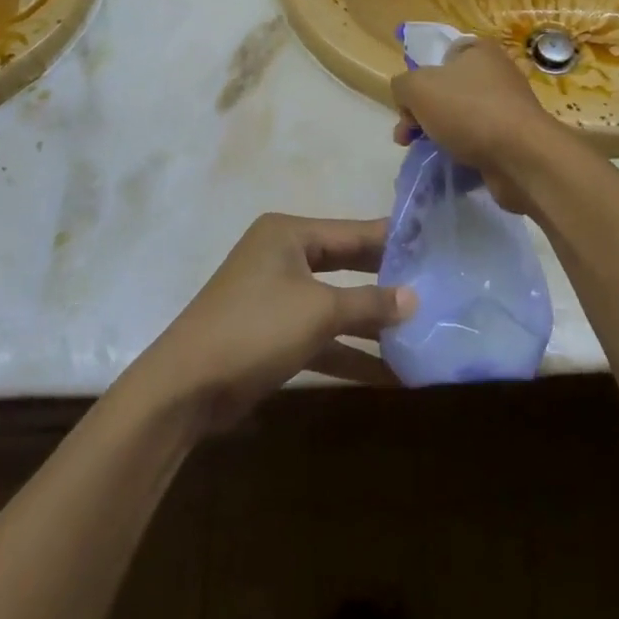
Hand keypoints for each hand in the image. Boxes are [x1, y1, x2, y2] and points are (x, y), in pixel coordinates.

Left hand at [131, 214, 415, 432]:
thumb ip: (369, 303)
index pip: (352, 232)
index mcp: (288, 234)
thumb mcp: (318, 312)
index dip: (391, 241)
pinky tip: (388, 373)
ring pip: (334, 304)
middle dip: (385, 283)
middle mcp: (282, 256)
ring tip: (420, 334)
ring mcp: (275, 296)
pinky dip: (348, 352)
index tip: (433, 247)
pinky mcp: (272, 334)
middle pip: (345, 265)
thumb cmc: (255, 328)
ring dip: (370, 324)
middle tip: (433, 288)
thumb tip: (415, 298)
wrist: (185, 387)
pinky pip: (320, 336)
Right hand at [390, 40, 564, 215]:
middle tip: (406, 137)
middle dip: (421, 114)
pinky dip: (462, 152)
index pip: (441, 57)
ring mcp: (507, 108)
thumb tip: (406, 99)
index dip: (419, 78)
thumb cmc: (468, 110)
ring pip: (461, 118)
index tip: (409, 104)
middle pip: (447, 90)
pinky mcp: (513, 139)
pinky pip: (478, 142)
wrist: (521, 156)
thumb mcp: (417, 87)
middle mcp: (497, 74)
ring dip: (439, 135)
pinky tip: (452, 165)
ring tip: (426, 154)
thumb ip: (402, 86)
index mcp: (479, 51)